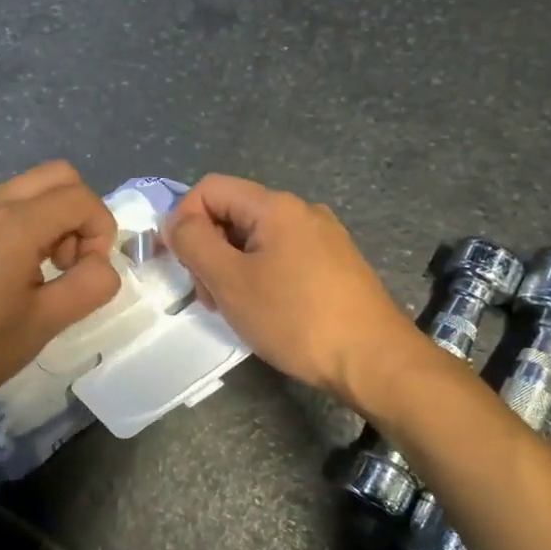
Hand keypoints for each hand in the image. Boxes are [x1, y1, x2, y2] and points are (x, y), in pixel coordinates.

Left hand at [0, 162, 121, 421]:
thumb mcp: (41, 327)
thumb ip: (88, 288)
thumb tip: (103, 265)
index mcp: (15, 225)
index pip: (81, 198)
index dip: (101, 231)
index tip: (89, 272)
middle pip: (59, 176)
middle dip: (80, 214)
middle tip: (69, 263)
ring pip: (30, 187)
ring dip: (52, 218)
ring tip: (40, 272)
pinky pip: (2, 203)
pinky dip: (24, 222)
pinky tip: (8, 272)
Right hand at [164, 174, 422, 406]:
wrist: (375, 360)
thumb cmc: (295, 318)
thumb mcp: (230, 280)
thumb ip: (194, 242)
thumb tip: (175, 221)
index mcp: (275, 206)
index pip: (210, 189)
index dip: (183, 219)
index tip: (180, 263)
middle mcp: (302, 211)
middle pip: (233, 214)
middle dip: (208, 249)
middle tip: (209, 296)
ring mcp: (323, 238)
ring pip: (255, 240)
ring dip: (232, 268)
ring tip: (235, 310)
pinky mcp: (335, 265)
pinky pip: (282, 258)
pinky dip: (260, 277)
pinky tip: (266, 312)